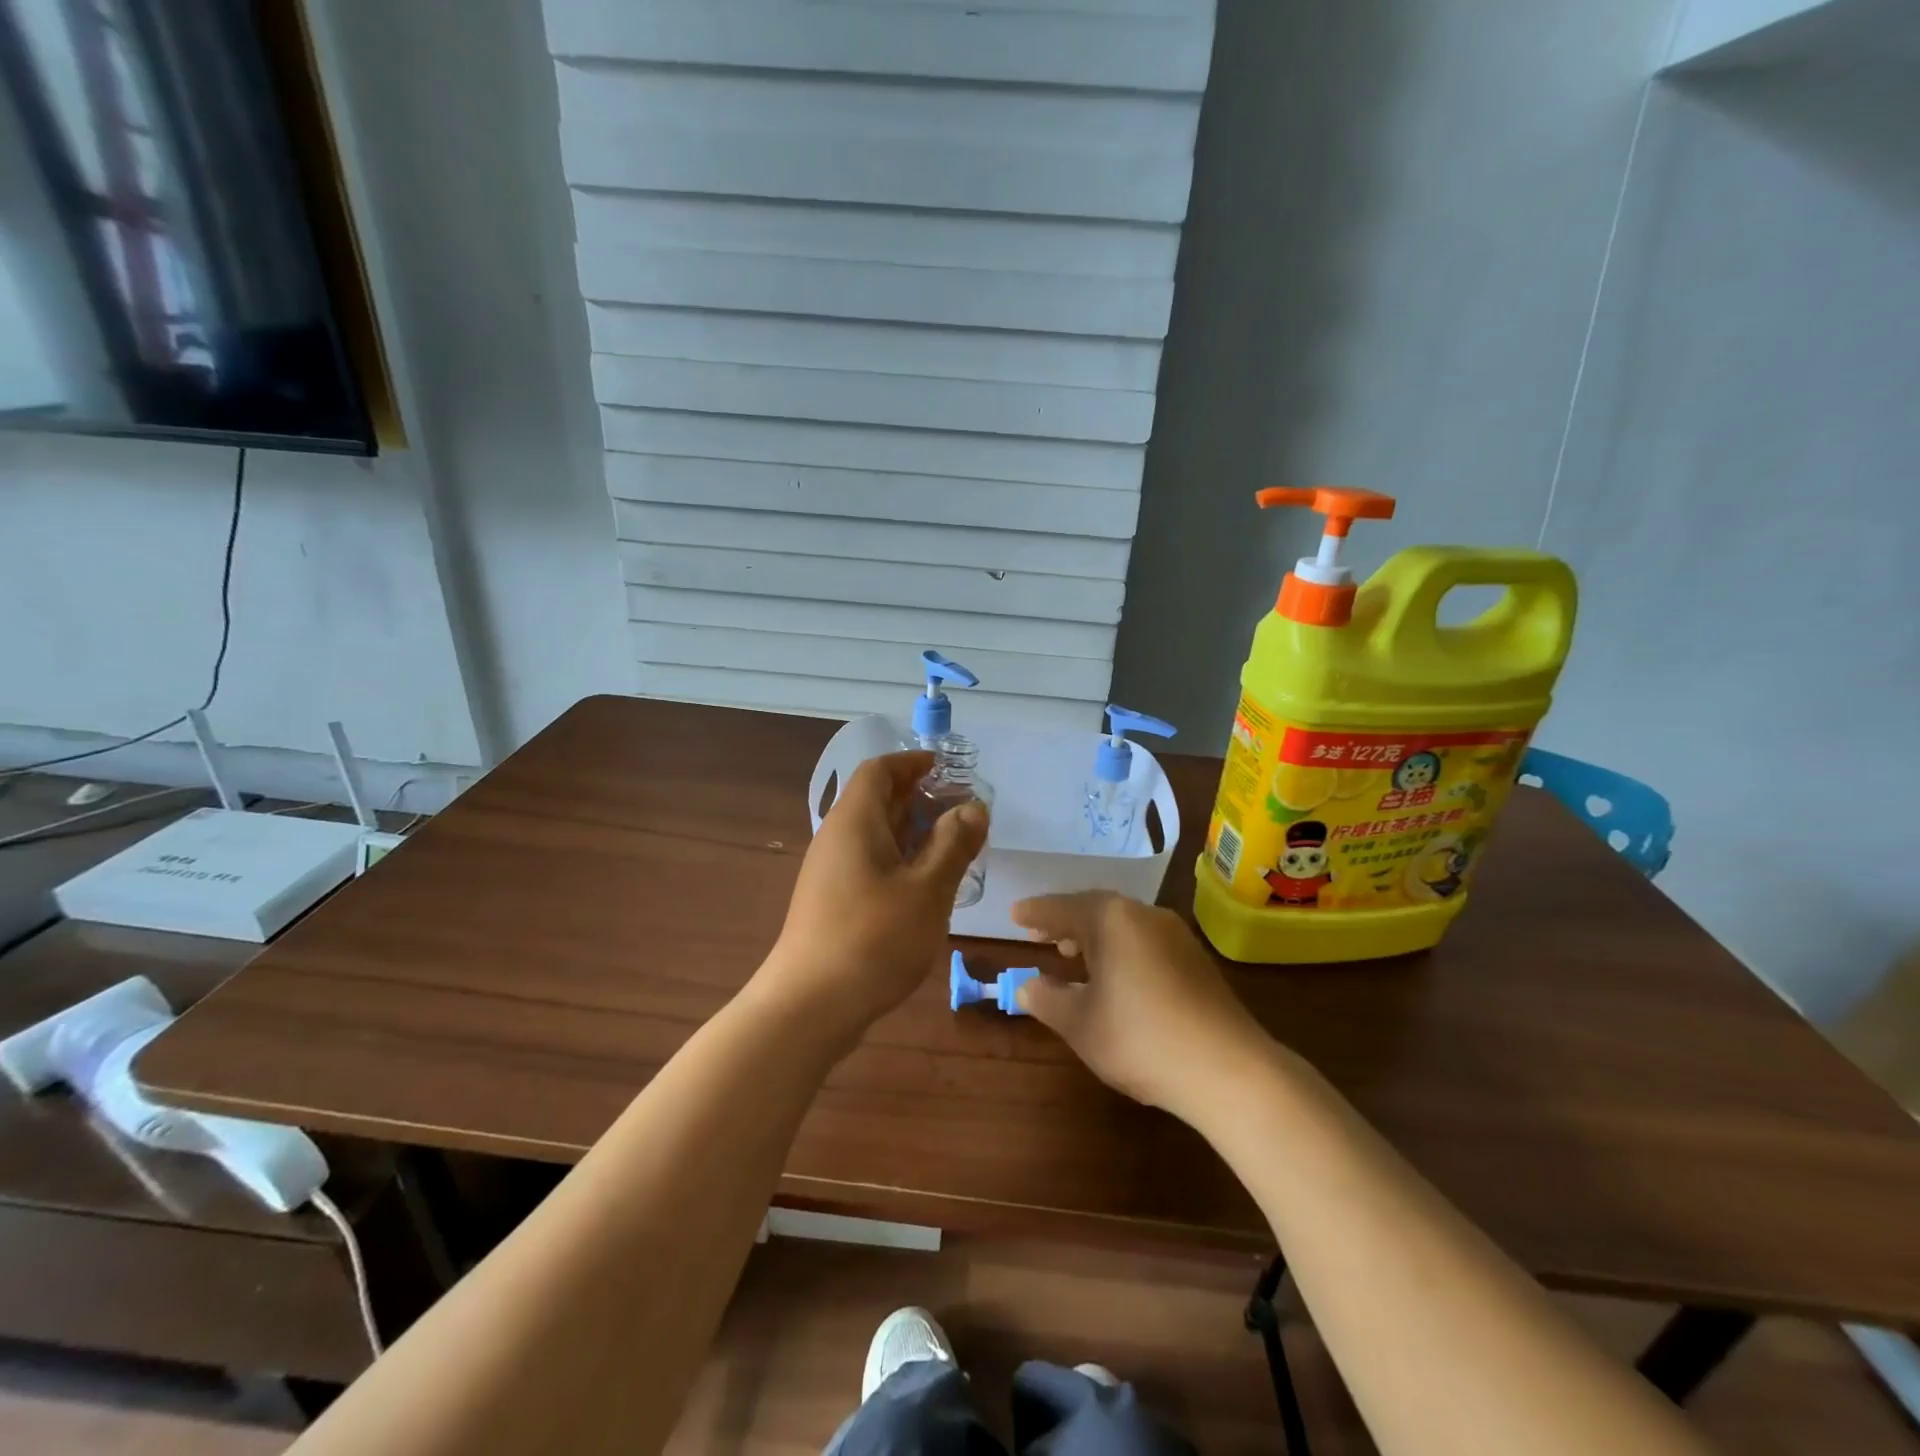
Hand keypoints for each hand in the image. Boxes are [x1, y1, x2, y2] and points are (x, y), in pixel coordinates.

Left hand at [757, 752, 987, 1041]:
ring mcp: (831, 872)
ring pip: (876, 835)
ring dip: (915, 832)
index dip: (913, 763)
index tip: (948, 768)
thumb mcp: (927, 890)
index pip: (879, 770)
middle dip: (921, 798)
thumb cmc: (873, 940)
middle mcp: (837, 838)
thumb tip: (973, 808)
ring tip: (955, 846)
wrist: (809, 1007)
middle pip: (878, 800)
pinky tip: (927, 885)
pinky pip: (870, 863)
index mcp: (854, 821)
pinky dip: (901, 860)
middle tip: (964, 810)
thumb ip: (953, 844)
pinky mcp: (833, 902)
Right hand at [1012, 892, 1273, 1119]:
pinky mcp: (1195, 958)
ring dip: (1094, 935)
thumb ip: (1047, 1000)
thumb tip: (1027, 986)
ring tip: (1072, 953)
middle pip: (1095, 909)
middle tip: (1039, 934)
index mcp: (1111, 919)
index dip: (1035, 913)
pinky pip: (1144, 940)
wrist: (1228, 1068)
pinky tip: (1114, 974)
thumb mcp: (1080, 1024)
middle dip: (1065, 921)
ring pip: (1122, 924)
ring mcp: (1174, 934)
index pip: (1062, 908)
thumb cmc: (1140, 1038)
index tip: (1014, 914)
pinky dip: (1120, 948)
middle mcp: (1143, 915)